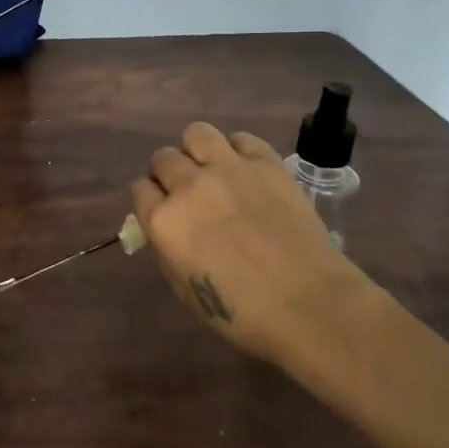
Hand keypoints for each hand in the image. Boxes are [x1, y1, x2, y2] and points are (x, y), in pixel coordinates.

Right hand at [131, 122, 359, 370]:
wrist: (309, 304)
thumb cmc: (242, 313)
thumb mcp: (185, 291)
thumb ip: (167, 252)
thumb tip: (167, 230)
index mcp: (163, 221)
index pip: (139, 189)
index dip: (149, 200)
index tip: (161, 211)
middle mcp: (189, 185)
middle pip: (163, 158)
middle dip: (168, 174)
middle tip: (187, 194)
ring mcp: (229, 169)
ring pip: (197, 133)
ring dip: (197, 151)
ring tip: (212, 170)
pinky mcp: (266, 163)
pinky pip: (241, 139)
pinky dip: (237, 151)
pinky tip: (246, 171)